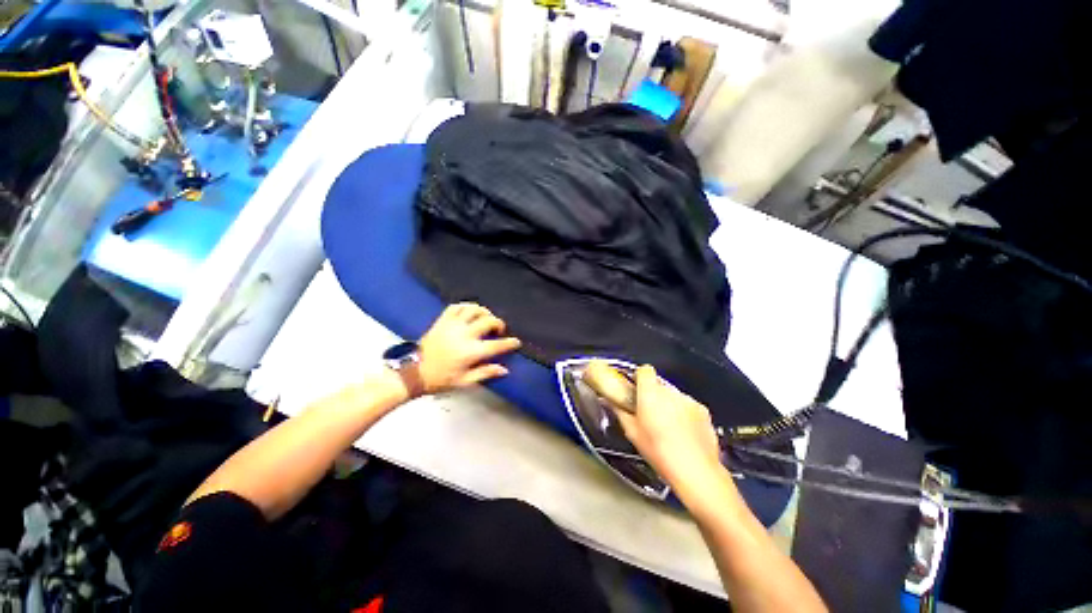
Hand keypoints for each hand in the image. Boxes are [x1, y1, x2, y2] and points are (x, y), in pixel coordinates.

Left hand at [417, 303, 521, 394]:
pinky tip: (470, 312)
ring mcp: (453, 325)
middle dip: (498, 324)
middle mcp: (464, 335)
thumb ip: (485, 373)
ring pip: (474, 309)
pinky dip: (466, 306)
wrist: (413, 371)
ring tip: (486, 318)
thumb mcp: (464, 381)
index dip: (509, 343)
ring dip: (484, 312)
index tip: (516, 342)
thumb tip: (504, 369)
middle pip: (488, 321)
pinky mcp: (443, 320)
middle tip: (499, 331)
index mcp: (471, 352)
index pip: (496, 345)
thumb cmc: (440, 379)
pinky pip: (457, 306)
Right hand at [614, 365, 722, 486]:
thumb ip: (620, 411)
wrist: (695, 470)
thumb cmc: (660, 452)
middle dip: (653, 396)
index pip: (644, 370)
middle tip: (649, 414)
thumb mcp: (632, 432)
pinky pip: (688, 406)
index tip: (636, 388)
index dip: (639, 377)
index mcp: (650, 393)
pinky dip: (684, 414)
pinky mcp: (703, 411)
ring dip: (669, 405)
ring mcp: (688, 400)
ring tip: (667, 428)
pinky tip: (683, 434)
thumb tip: (611, 401)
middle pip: (658, 385)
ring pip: (673, 396)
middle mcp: (670, 392)